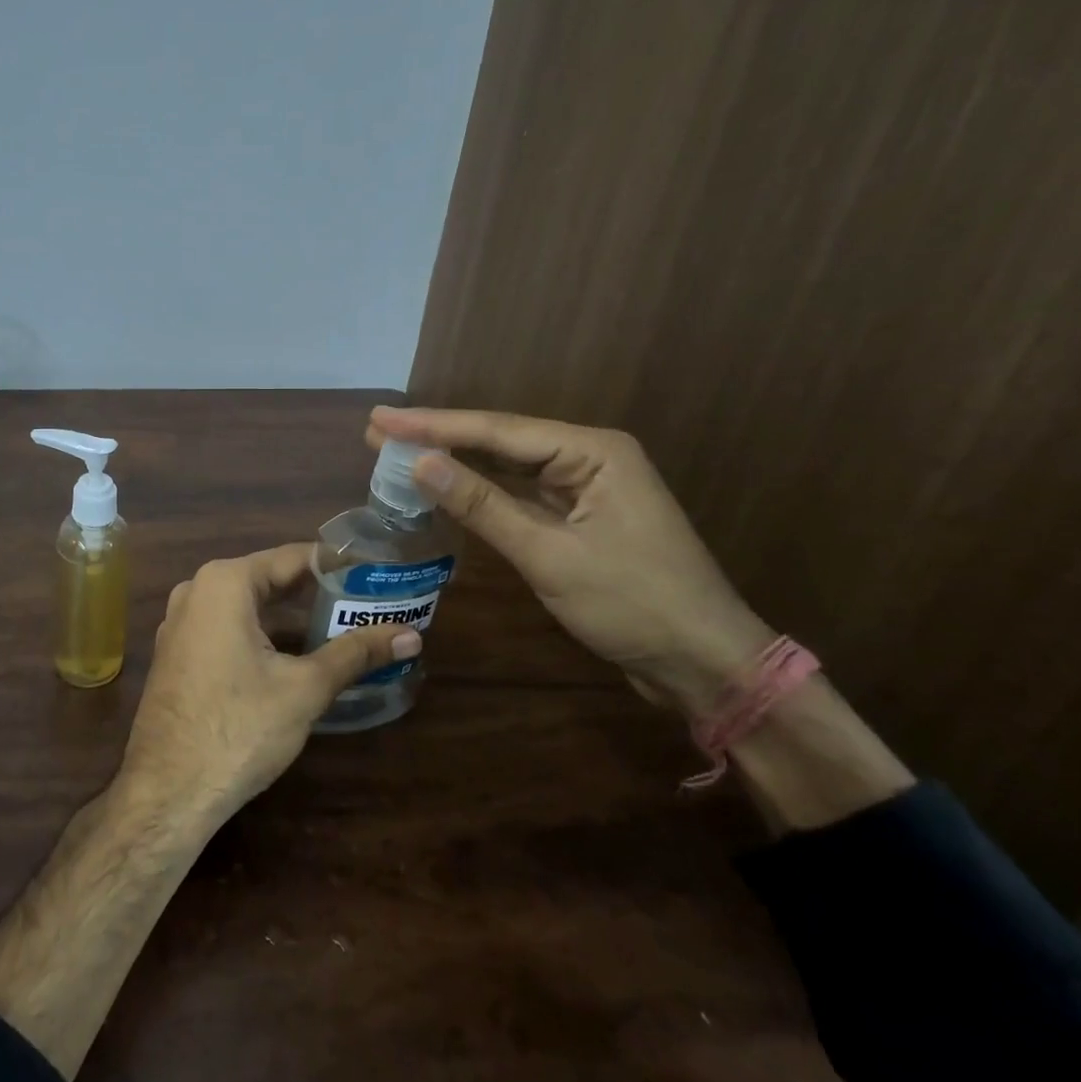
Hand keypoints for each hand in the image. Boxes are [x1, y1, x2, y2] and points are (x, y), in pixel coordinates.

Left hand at [119, 543, 419, 826]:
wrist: (167, 793)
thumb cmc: (239, 728)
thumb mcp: (305, 688)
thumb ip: (356, 653)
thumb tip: (411, 636)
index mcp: (224, 583)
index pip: (293, 558)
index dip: (338, 565)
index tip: (376, 572)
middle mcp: (196, 590)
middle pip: (270, 580)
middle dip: (317, 593)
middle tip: (368, 602)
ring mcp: (181, 623)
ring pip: (249, 607)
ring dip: (292, 617)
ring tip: (343, 626)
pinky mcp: (177, 653)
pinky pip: (228, 628)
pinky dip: (263, 635)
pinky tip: (297, 655)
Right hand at [368, 407, 771, 714]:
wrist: (703, 663)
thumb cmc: (632, 604)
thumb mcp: (550, 555)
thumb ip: (483, 505)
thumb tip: (421, 463)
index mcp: (592, 452)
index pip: (497, 431)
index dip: (433, 425)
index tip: (381, 418)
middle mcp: (588, 457)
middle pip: (500, 440)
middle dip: (438, 436)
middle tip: (377, 430)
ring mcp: (584, 488)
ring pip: (507, 466)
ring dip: (455, 461)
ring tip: (397, 449)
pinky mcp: (578, 517)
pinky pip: (519, 494)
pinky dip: (480, 491)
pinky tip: (445, 483)